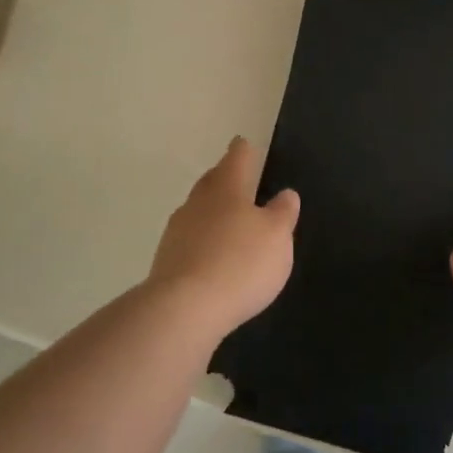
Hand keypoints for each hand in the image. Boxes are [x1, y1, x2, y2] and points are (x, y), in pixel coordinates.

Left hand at [148, 137, 298, 334]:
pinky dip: (202, 239)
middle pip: (212, 182)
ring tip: (227, 218)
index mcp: (227, 188)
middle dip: (224, 177)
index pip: (237, 158)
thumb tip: (285, 194)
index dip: (244, 150)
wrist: (184, 309)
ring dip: (211, 210)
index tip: (243, 143)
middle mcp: (198, 202)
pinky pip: (190, 239)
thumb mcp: (277, 237)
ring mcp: (177, 231)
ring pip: (198, 210)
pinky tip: (212, 253)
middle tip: (236, 176)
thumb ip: (282, 213)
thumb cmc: (240, 263)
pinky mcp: (167, 260)